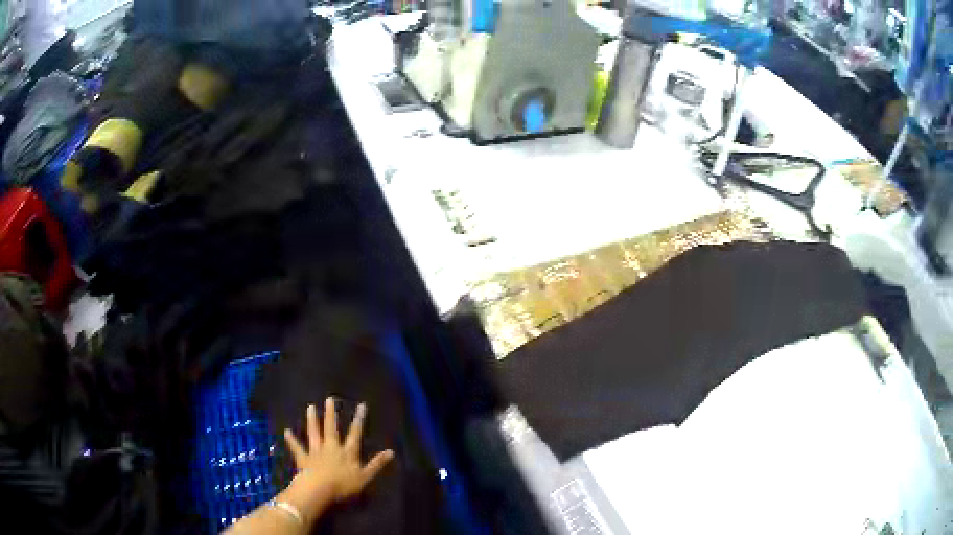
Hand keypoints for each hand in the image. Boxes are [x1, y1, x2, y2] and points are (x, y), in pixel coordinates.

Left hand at [283, 398, 393, 503]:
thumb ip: (376, 464)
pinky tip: (287, 432)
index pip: (355, 434)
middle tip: (329, 399)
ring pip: (314, 433)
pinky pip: (297, 448)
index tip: (361, 405)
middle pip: (331, 428)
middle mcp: (331, 447)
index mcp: (347, 452)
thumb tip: (391, 451)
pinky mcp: (303, 458)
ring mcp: (316, 451)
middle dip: (331, 414)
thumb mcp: (365, 476)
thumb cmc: (343, 484)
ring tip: (310, 407)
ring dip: (312, 420)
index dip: (358, 420)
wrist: (319, 489)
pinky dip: (292, 440)